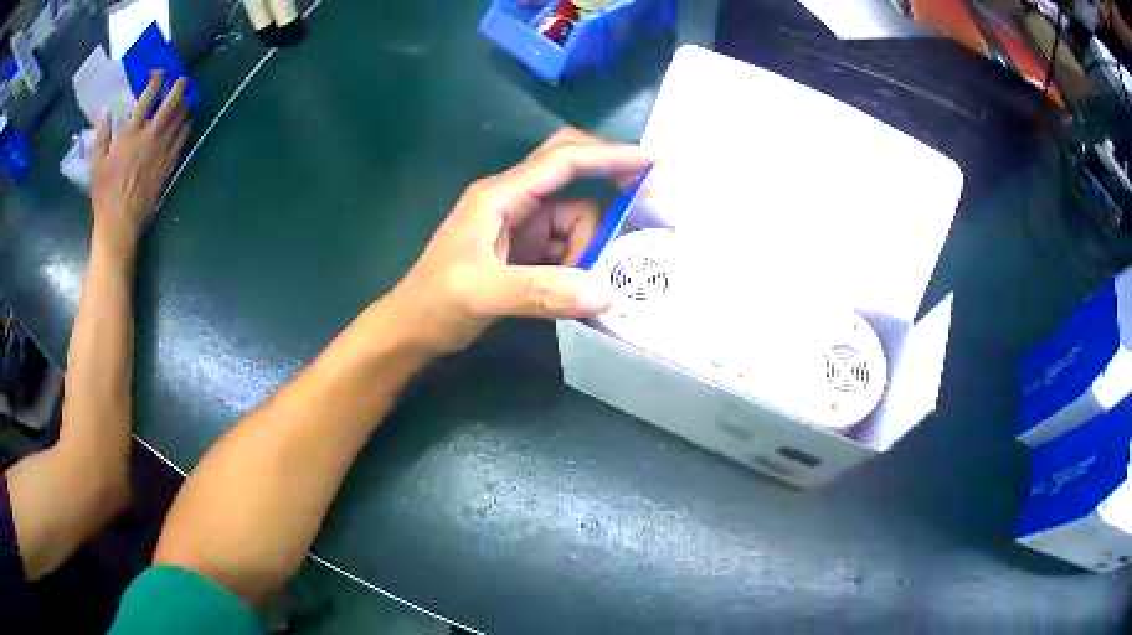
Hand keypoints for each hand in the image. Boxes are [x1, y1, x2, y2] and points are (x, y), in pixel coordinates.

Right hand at [89, 70, 190, 258]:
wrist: (120, 221)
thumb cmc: (104, 193)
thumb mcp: (97, 163)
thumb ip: (101, 135)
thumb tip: (104, 112)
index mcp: (131, 133)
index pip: (147, 98)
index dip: (156, 81)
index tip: (159, 73)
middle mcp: (150, 136)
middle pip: (171, 103)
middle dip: (179, 87)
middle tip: (182, 80)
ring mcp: (162, 150)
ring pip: (181, 119)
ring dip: (185, 104)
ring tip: (186, 97)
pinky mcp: (169, 164)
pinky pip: (182, 140)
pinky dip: (186, 127)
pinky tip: (186, 122)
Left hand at [386, 128, 652, 354]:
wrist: (411, 329)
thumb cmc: (435, 303)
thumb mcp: (483, 295)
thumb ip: (541, 291)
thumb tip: (606, 292)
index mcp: (499, 195)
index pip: (563, 161)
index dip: (609, 156)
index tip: (652, 161)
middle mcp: (512, 200)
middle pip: (570, 170)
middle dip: (608, 179)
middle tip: (644, 200)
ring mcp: (519, 223)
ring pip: (574, 215)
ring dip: (590, 243)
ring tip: (583, 282)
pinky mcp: (524, 248)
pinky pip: (567, 242)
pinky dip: (581, 258)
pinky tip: (579, 284)